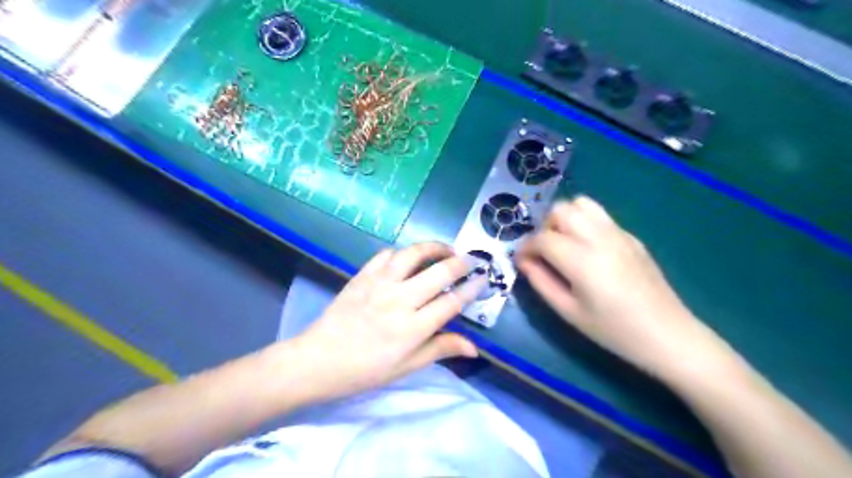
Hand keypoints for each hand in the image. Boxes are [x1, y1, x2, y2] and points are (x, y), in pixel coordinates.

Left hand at [290, 243, 484, 399]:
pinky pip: (386, 254)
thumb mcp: (406, 367)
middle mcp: (400, 300)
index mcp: (413, 328)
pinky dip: (401, 252)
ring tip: (444, 249)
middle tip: (470, 260)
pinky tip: (407, 258)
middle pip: (439, 272)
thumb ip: (440, 349)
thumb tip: (474, 348)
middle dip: (460, 262)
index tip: (483, 279)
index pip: (452, 301)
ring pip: (413, 254)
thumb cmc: (365, 369)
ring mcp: (379, 284)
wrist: (318, 360)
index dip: (472, 288)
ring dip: (433, 247)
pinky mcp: (362, 275)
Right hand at [515, 197, 728, 378]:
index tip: (522, 261)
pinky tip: (588, 249)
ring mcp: (618, 233)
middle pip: (561, 210)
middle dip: (544, 227)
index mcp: (581, 259)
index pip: (542, 238)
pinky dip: (584, 222)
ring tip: (564, 243)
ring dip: (564, 218)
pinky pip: (600, 216)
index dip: (525, 248)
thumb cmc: (613, 330)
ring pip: (581, 204)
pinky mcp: (631, 236)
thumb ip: (540, 282)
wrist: (667, 334)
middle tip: (544, 252)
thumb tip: (524, 262)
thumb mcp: (568, 312)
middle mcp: (598, 237)